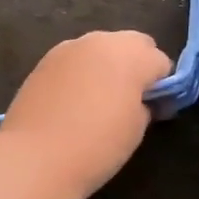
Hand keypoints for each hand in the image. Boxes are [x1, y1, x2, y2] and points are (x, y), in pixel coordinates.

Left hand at [0, 30, 171, 196]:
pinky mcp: (44, 60)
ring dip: (108, 66)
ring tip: (99, 100)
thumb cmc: (98, 145)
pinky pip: (75, 60)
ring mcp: (69, 48)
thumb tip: (142, 99)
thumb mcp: (137, 128)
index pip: (160, 62)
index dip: (162, 86)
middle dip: (138, 65)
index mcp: (131, 55)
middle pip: (132, 44)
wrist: (36, 158)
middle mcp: (101, 41)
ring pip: (101, 48)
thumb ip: (145, 103)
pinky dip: (82, 72)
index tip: (156, 110)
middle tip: (131, 99)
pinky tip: (74, 101)